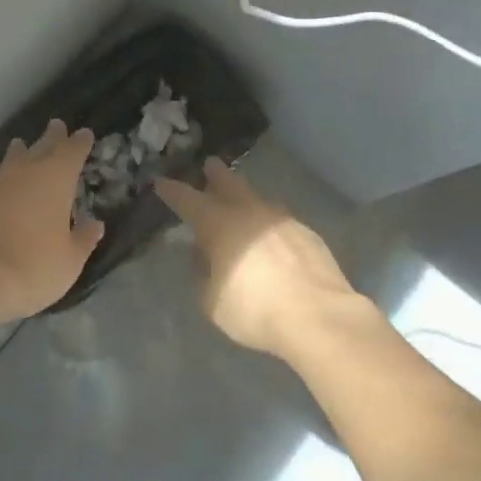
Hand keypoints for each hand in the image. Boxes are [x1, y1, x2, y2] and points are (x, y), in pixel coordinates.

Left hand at [0, 119, 104, 320]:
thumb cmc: (34, 267)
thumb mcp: (71, 260)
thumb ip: (84, 239)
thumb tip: (95, 224)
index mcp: (56, 179)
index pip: (72, 151)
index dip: (80, 142)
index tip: (85, 134)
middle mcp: (25, 172)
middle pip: (41, 146)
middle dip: (52, 136)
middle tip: (56, 125)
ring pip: (10, 160)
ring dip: (19, 153)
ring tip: (21, 147)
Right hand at [154, 158, 366, 357]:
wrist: (318, 316)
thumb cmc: (254, 309)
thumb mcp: (212, 300)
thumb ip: (204, 274)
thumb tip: (207, 257)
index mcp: (218, 224)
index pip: (187, 200)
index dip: (172, 191)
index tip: (161, 182)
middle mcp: (249, 212)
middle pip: (229, 183)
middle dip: (216, 174)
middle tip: (209, 164)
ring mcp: (282, 219)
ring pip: (258, 200)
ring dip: (246, 199)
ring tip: (242, 206)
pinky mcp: (308, 233)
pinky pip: (280, 221)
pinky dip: (269, 225)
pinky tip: (271, 240)